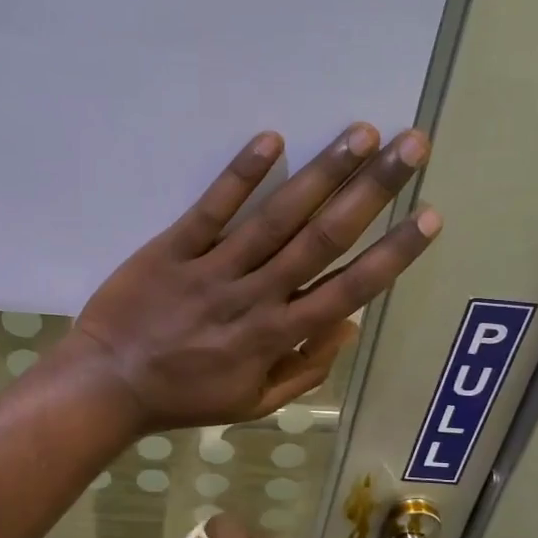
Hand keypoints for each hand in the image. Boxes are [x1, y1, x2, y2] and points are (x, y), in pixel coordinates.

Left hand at [72, 124, 439, 431]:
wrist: (108, 385)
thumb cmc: (183, 397)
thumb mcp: (254, 403)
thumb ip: (306, 369)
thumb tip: (351, 325)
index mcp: (276, 336)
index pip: (348, 289)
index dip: (393, 254)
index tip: (429, 216)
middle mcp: (254, 296)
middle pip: (323, 239)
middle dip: (372, 192)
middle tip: (412, 147)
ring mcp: (212, 270)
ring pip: (276, 218)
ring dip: (322, 173)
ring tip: (362, 134)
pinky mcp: (172, 250)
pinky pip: (210, 210)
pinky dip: (239, 176)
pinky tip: (271, 139)